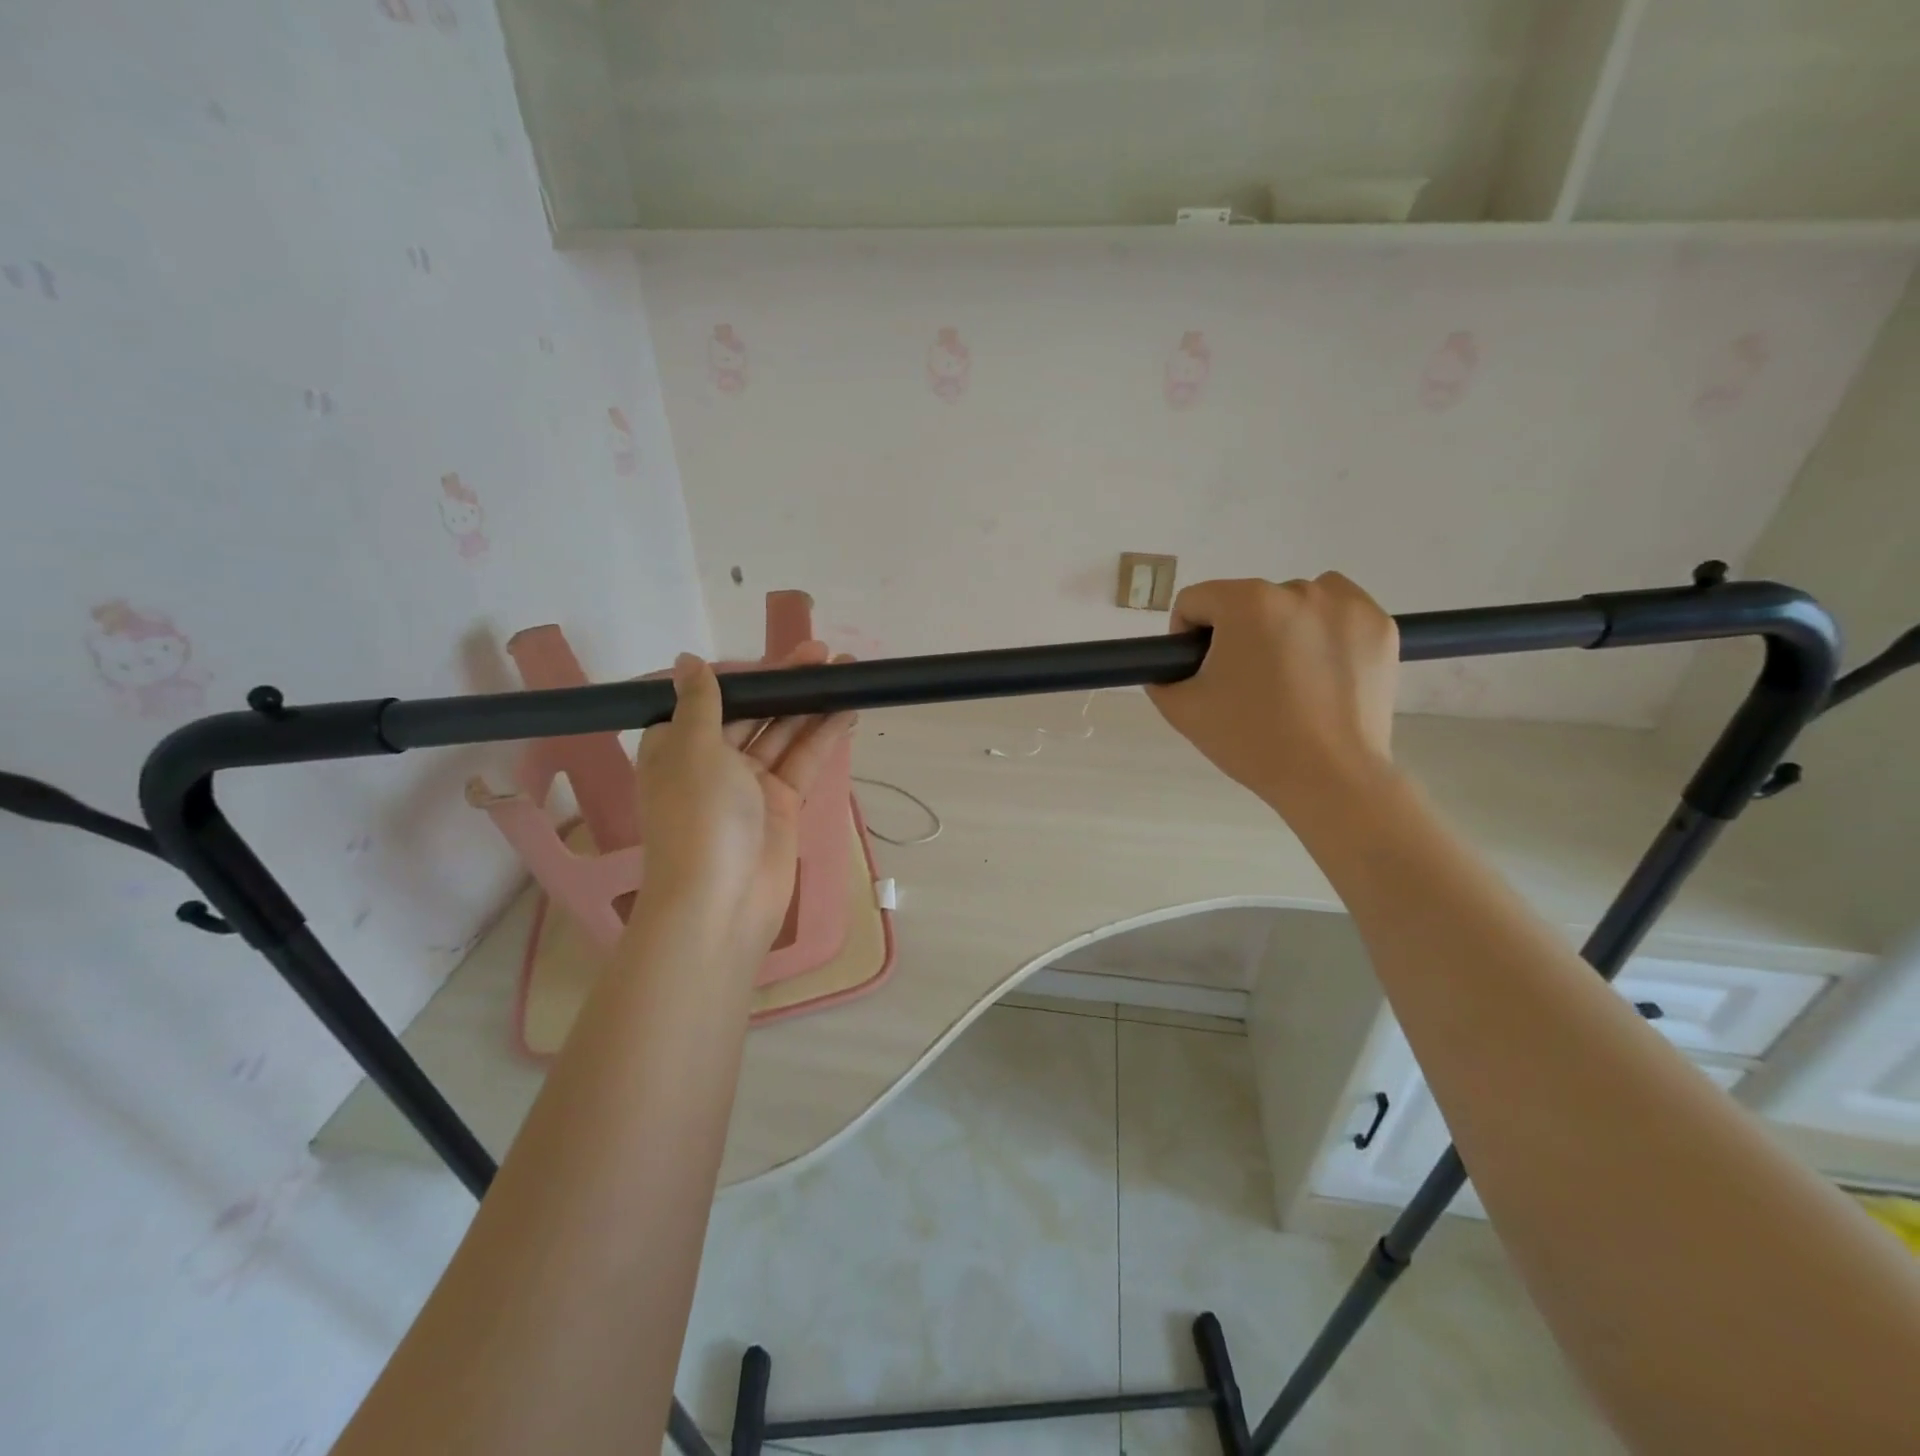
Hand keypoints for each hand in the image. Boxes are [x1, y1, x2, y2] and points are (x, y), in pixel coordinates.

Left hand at [633, 644, 855, 965]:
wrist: (722, 901)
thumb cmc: (699, 817)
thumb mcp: (693, 749)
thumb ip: (701, 701)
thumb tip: (686, 660)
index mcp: (678, 746)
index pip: (715, 699)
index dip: (748, 675)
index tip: (780, 656)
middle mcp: (712, 761)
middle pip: (755, 712)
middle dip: (787, 685)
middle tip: (825, 655)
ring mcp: (750, 784)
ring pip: (784, 733)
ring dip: (812, 705)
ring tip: (847, 674)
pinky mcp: (782, 804)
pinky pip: (803, 761)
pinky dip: (823, 736)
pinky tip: (847, 711)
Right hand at [1145, 575, 1398, 826]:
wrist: (1330, 777)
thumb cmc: (1250, 740)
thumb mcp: (1182, 710)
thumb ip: (1160, 676)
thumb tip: (1169, 665)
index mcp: (1246, 604)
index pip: (1195, 600)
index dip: (1186, 635)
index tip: (1198, 670)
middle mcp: (1297, 590)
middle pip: (1246, 601)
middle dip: (1237, 634)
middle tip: (1243, 683)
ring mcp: (1346, 605)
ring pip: (1294, 601)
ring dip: (1281, 626)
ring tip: (1286, 676)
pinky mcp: (1380, 626)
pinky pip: (1338, 610)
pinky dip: (1324, 629)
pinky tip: (1320, 669)